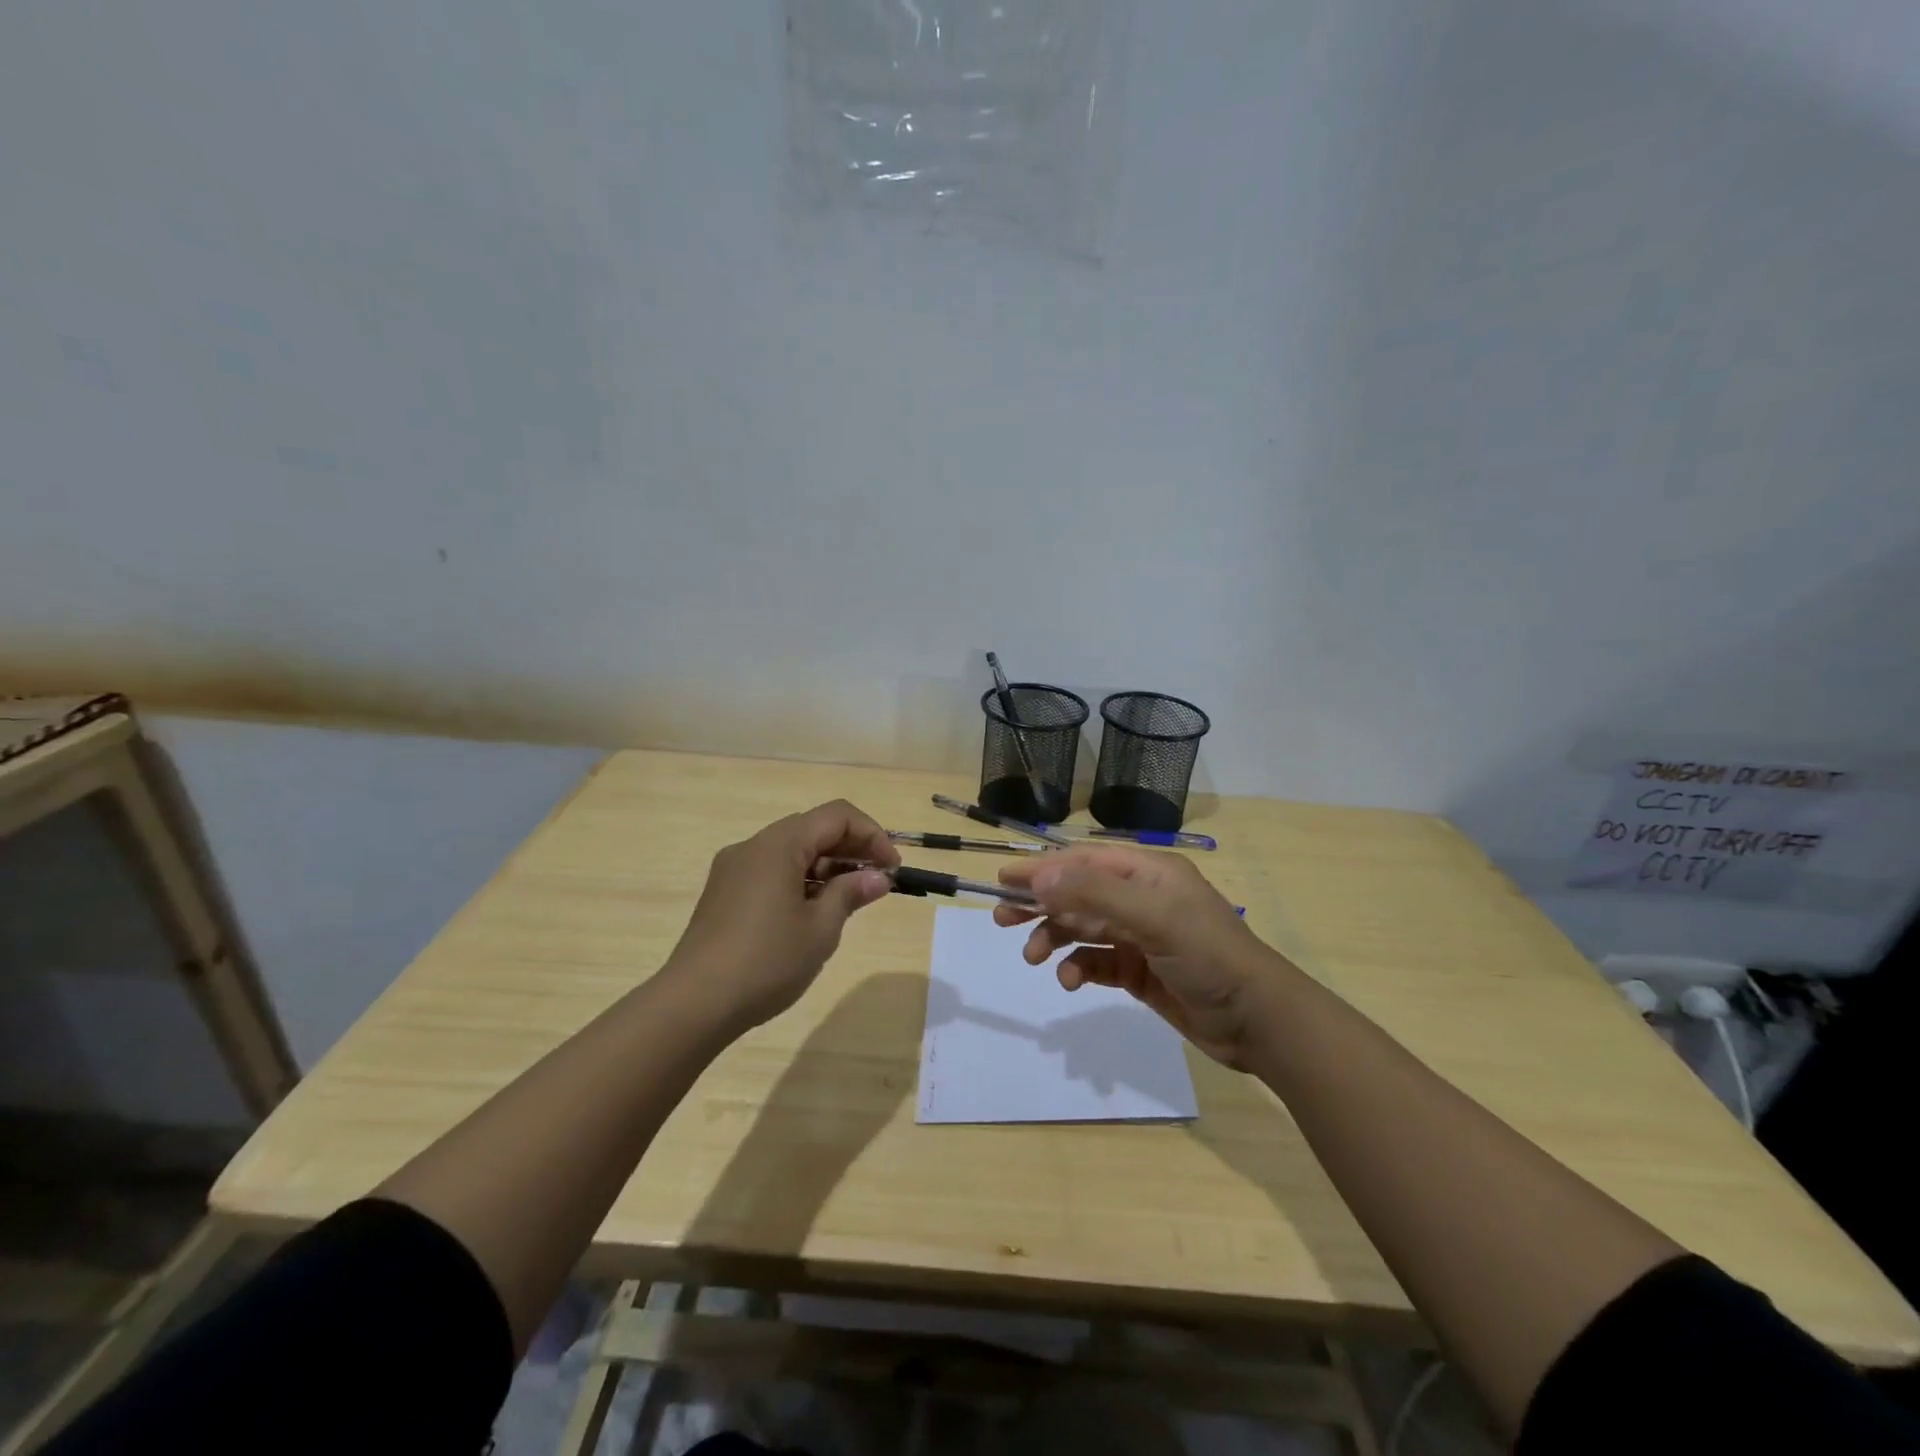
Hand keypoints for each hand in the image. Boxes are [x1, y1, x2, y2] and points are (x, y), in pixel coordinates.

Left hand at [664, 800, 899, 1032]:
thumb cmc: (766, 961)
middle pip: (813, 829)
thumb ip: (850, 894)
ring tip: (850, 899)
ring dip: (826, 865)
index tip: (892, 869)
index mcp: (779, 845)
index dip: (872, 835)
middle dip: (851, 849)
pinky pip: (771, 870)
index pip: (837, 816)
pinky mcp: (724, 892)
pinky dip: (800, 879)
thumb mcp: (820, 929)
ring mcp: (734, 869)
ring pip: (791, 850)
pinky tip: (813, 911)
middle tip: (878, 882)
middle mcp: (753, 846)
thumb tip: (877, 877)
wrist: (693, 1004)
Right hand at [994, 846, 1279, 1069]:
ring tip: (1033, 957)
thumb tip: (1039, 878)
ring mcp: (1141, 936)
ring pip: (1083, 928)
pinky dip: (1078, 968)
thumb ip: (1094, 895)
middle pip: (1078, 893)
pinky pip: (1097, 962)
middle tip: (1001, 917)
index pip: (1084, 862)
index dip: (1043, 868)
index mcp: (1148, 873)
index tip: (1003, 879)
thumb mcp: (1153, 917)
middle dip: (1041, 903)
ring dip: (1055, 938)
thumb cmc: (1208, 955)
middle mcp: (1142, 899)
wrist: (1257, 1021)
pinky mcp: (1140, 971)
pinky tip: (1070, 980)